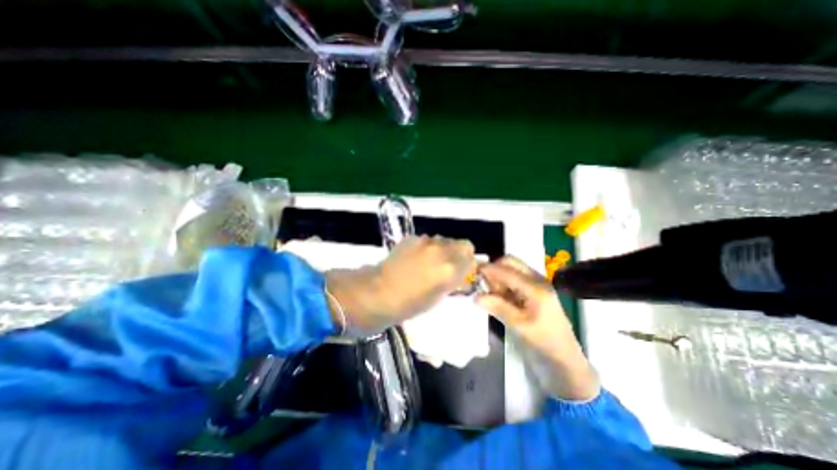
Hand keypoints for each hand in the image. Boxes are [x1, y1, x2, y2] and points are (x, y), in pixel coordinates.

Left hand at [323, 237, 473, 335]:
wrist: (378, 292)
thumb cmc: (409, 304)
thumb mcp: (439, 297)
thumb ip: (453, 280)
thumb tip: (459, 271)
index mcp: (450, 269)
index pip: (471, 255)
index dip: (468, 263)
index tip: (462, 270)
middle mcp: (441, 250)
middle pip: (462, 243)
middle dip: (458, 254)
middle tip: (447, 265)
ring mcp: (425, 242)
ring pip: (444, 240)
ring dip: (442, 249)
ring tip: (428, 262)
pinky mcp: (412, 238)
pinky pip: (428, 240)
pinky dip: (427, 248)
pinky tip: (414, 258)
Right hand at [473, 258, 597, 400]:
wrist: (564, 358)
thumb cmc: (544, 342)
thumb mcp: (519, 326)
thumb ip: (498, 307)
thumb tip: (475, 296)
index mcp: (536, 288)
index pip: (507, 270)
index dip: (488, 269)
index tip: (471, 271)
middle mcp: (537, 280)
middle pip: (511, 262)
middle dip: (494, 268)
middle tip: (482, 283)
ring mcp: (536, 284)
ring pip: (512, 269)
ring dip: (498, 275)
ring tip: (488, 291)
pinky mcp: (534, 291)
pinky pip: (514, 278)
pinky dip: (503, 282)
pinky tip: (497, 295)